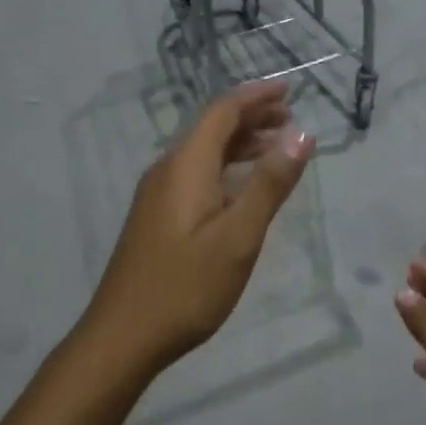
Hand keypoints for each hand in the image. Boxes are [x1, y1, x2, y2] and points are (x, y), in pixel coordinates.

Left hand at [79, 80, 313, 376]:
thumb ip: (270, 184)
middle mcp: (167, 170)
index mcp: (186, 166)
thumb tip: (302, 134)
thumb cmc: (186, 286)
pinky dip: (225, 168)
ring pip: (203, 152)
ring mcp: (157, 194)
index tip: (290, 89)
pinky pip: (195, 174)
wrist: (123, 335)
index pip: (222, 111)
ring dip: (239, 143)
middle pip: (211, 127)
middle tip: (291, 119)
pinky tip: (241, 188)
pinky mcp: (156, 216)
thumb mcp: (238, 236)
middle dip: (251, 117)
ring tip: (275, 148)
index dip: (256, 96)